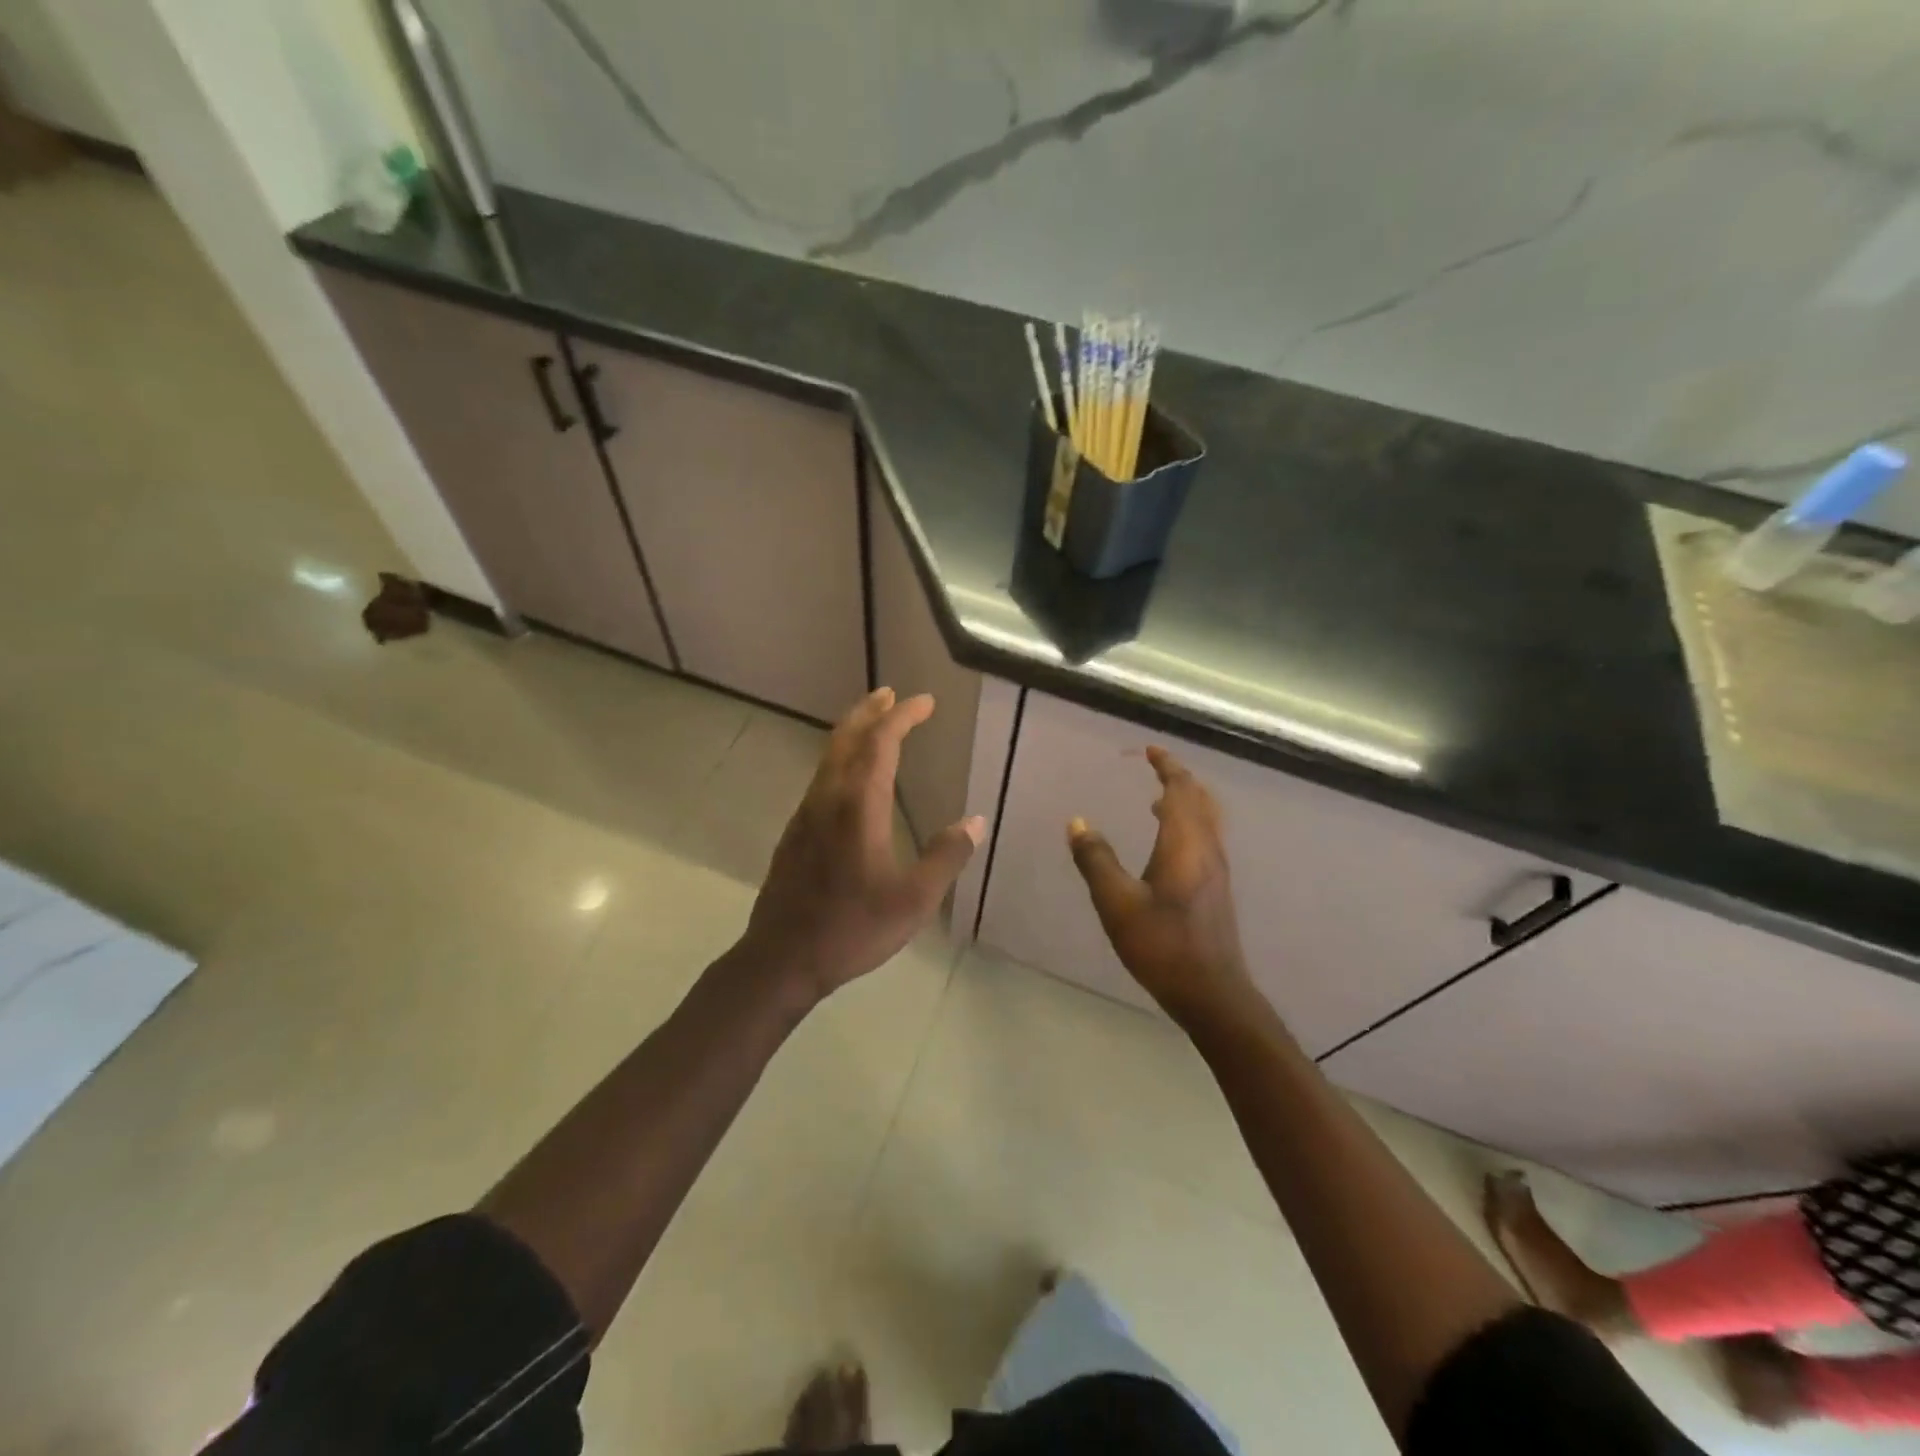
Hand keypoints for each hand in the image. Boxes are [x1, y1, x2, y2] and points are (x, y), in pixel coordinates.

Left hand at [742, 688, 984, 1005]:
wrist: (782, 958)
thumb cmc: (852, 928)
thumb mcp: (913, 900)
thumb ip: (945, 857)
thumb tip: (975, 822)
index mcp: (859, 806)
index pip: (881, 743)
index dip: (903, 716)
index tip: (925, 702)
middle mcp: (828, 799)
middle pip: (846, 738)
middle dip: (870, 711)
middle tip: (891, 694)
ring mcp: (806, 814)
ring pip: (828, 756)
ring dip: (853, 732)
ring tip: (875, 724)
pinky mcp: (795, 832)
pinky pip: (821, 777)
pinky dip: (841, 758)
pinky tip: (852, 777)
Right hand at [1067, 746, 1254, 1027]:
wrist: (1211, 991)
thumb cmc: (1162, 944)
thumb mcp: (1117, 902)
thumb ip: (1096, 859)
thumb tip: (1077, 823)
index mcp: (1185, 843)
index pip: (1181, 789)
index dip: (1167, 766)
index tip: (1149, 750)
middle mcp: (1207, 848)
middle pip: (1201, 799)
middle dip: (1180, 779)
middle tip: (1156, 768)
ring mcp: (1217, 869)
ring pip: (1207, 819)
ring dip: (1186, 801)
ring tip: (1159, 798)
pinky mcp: (1216, 888)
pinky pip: (1206, 837)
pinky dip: (1189, 822)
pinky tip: (1168, 842)